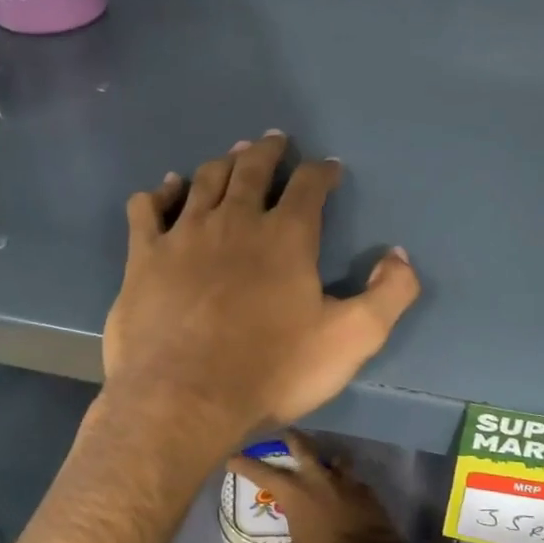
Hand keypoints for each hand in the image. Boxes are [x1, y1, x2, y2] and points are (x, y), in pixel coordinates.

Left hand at [103, 132, 420, 448]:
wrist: (184, 400)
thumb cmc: (271, 372)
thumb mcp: (351, 341)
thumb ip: (388, 294)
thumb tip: (399, 255)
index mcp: (286, 237)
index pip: (309, 186)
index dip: (321, 172)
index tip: (328, 168)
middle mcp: (234, 221)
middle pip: (252, 170)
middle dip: (268, 152)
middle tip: (274, 141)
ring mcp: (183, 235)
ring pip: (204, 180)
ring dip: (222, 163)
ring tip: (232, 156)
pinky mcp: (144, 256)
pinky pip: (148, 208)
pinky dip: (160, 192)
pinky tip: (166, 188)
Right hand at [228, 430, 409, 542]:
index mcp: (294, 492)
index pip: (262, 472)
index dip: (245, 464)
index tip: (232, 459)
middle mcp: (317, 478)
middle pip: (302, 446)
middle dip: (291, 438)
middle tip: (285, 434)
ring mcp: (344, 481)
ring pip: (333, 458)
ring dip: (327, 459)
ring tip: (324, 463)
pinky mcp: (365, 490)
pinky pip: (353, 480)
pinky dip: (347, 482)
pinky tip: (347, 491)